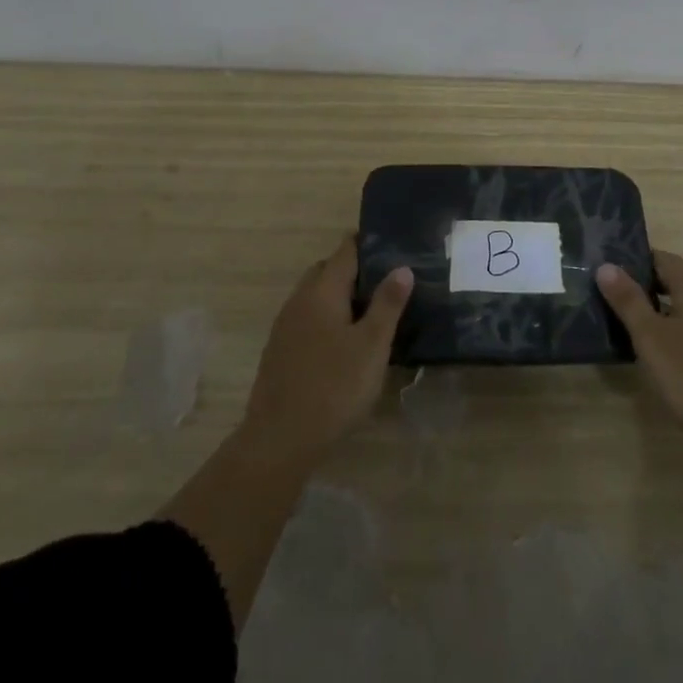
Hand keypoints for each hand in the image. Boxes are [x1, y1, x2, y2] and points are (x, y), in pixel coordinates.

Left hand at [241, 237, 412, 464]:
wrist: (280, 439)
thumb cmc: (334, 386)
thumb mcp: (371, 345)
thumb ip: (388, 304)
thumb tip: (402, 267)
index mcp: (322, 291)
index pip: (345, 251)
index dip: (368, 243)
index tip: (392, 244)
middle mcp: (299, 300)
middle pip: (327, 271)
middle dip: (354, 271)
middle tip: (386, 283)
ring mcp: (285, 326)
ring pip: (315, 297)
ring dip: (339, 297)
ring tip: (370, 313)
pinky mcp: (280, 351)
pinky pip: (307, 319)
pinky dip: (326, 319)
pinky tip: (343, 344)